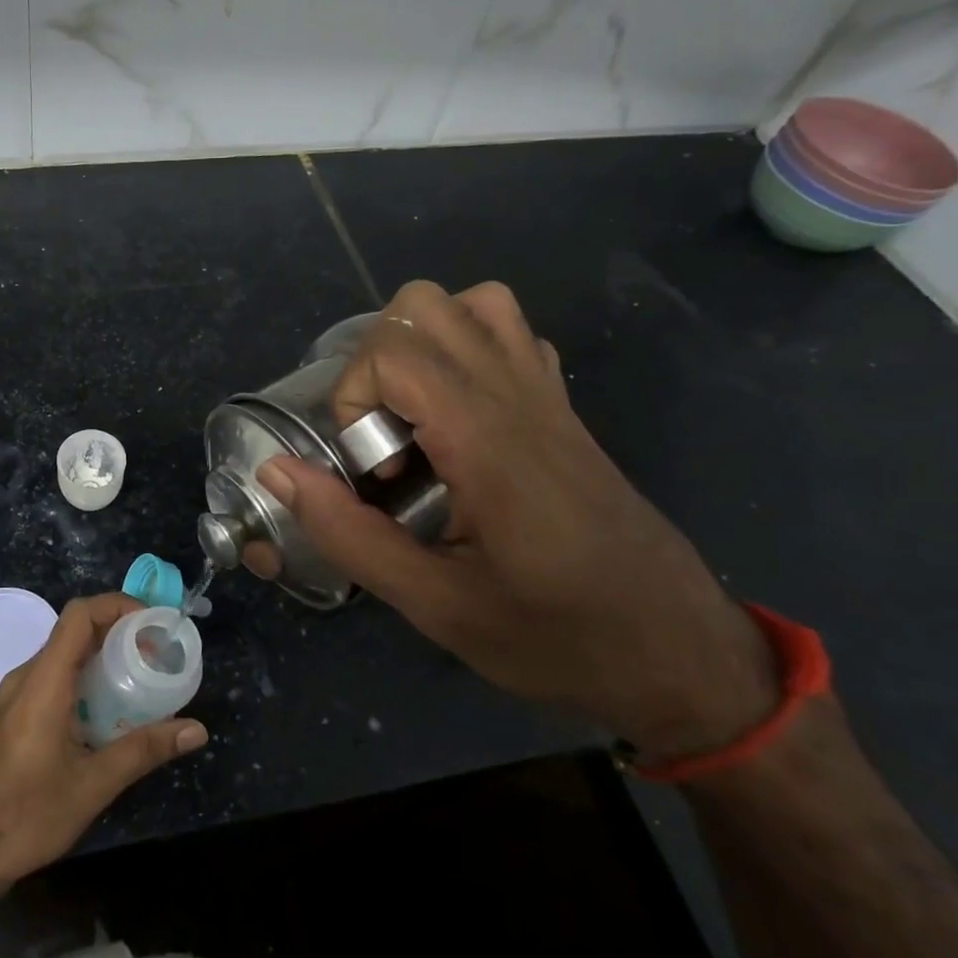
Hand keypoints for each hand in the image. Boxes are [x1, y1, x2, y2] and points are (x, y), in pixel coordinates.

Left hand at [0, 594, 207, 902]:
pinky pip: (52, 677)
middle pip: (74, 631)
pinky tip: (107, 712)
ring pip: (63, 654)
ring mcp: (15, 695)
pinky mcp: (13, 714)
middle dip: (118, 632)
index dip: (117, 605)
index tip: (152, 624)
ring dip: (101, 656)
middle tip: (155, 653)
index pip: (79, 615)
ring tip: (139, 679)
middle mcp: (26, 677)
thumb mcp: (93, 785)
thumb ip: (144, 750)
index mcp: (43, 681)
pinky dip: (83, 677)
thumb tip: (196, 729)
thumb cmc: (26, 815)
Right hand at [256, 280, 778, 761]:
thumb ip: (348, 534)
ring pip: (473, 302)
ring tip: (416, 416)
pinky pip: (512, 334)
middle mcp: (516, 396)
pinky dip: (470, 349)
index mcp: (485, 439)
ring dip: (424, 342)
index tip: (368, 470)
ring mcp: (546, 395)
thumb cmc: (556, 638)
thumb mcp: (436, 606)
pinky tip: (461, 417)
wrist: (681, 654)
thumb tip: (276, 471)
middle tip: (386, 437)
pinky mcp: (564, 408)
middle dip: (377, 361)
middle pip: (423, 304)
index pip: (394, 351)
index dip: (353, 398)